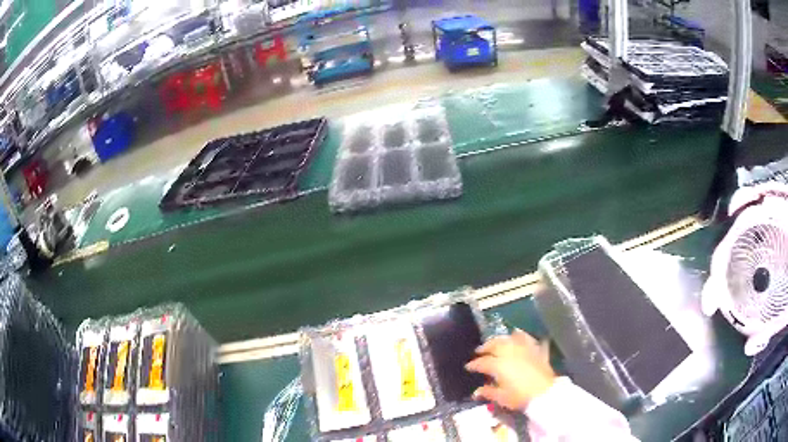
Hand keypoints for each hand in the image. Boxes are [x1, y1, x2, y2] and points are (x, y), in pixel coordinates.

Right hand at [465, 329, 555, 410]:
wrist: (545, 392)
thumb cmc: (520, 396)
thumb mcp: (501, 397)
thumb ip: (488, 392)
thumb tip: (476, 392)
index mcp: (499, 364)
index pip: (482, 362)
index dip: (474, 364)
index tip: (468, 366)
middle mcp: (510, 352)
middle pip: (495, 344)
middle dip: (486, 347)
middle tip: (479, 351)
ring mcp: (525, 349)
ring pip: (510, 338)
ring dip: (502, 339)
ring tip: (497, 342)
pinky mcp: (536, 349)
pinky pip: (527, 339)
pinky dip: (521, 336)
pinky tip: (518, 336)